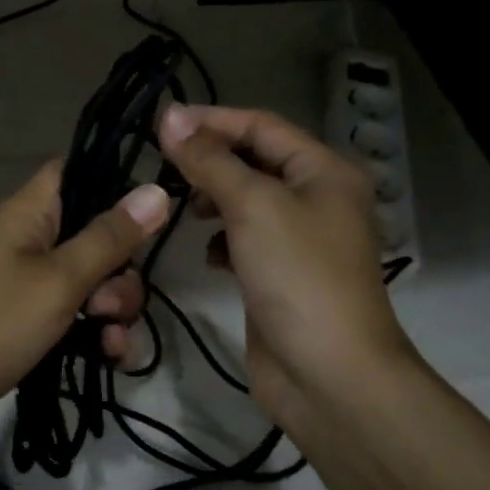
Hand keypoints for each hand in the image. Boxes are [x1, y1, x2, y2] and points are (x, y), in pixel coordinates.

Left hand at [0, 161, 170, 454]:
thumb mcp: (58, 280)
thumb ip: (109, 239)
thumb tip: (157, 189)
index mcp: (31, 212)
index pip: (79, 171)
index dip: (118, 183)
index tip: (154, 213)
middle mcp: (29, 240)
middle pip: (94, 234)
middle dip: (121, 270)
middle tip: (112, 304)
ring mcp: (25, 284)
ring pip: (89, 281)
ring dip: (112, 310)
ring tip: (110, 343)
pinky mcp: (23, 325)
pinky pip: (72, 317)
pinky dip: (93, 334)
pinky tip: (107, 359)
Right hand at [156, 103, 412, 435]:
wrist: (329, 374)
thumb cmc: (297, 275)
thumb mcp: (252, 205)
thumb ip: (209, 160)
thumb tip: (170, 115)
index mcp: (324, 171)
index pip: (261, 126)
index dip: (211, 121)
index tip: (159, 125)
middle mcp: (318, 198)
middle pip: (255, 161)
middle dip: (210, 161)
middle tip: (163, 167)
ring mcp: (301, 240)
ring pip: (247, 201)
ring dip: (214, 199)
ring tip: (183, 208)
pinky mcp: (282, 275)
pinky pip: (246, 240)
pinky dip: (223, 239)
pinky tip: (208, 254)